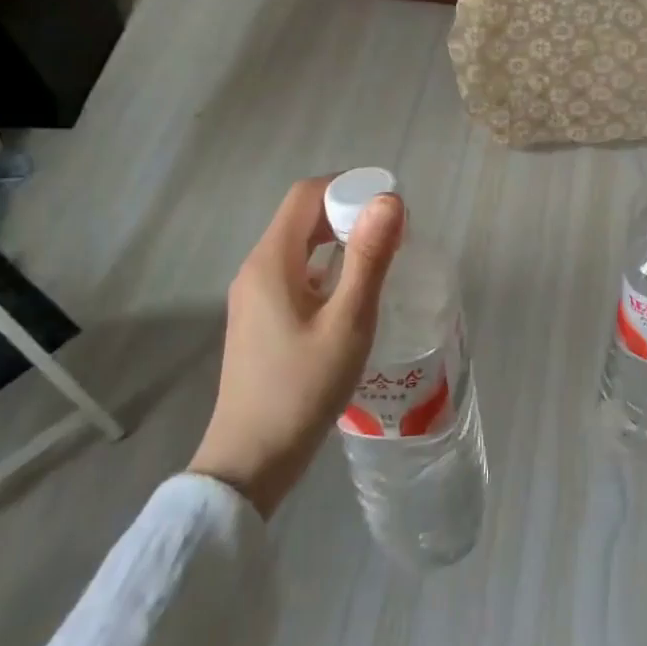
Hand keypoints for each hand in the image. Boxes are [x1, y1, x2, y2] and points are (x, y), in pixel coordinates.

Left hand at [188, 176, 402, 516]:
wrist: (252, 459)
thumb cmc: (303, 388)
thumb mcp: (347, 321)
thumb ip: (368, 257)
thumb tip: (389, 199)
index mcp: (271, 261)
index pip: (306, 195)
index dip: (348, 186)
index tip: (389, 205)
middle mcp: (256, 268)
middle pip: (302, 217)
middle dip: (349, 211)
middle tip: (394, 233)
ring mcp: (254, 295)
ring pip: (300, 245)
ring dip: (340, 239)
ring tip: (382, 258)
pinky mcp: (260, 318)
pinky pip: (296, 272)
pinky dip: (327, 265)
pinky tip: (353, 292)